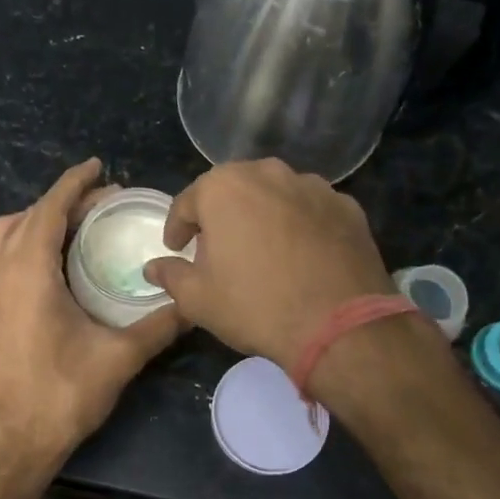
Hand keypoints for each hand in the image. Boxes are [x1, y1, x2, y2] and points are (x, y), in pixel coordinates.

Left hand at [0, 158, 183, 498]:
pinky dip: (17, 245)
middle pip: (25, 217)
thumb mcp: (119, 358)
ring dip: (33, 221)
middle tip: (98, 205)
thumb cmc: (60, 396)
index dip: (74, 183)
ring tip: (69, 229)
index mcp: (27, 271)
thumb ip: (159, 324)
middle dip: (60, 202)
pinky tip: (44, 268)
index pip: (49, 208)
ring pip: (0, 236)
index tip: (98, 167)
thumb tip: (194, 301)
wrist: (6, 444)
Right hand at [143, 159, 397, 370]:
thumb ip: (171, 275)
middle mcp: (268, 173)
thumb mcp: (197, 298)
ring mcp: (313, 186)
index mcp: (223, 187)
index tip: (176, 248)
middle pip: (233, 190)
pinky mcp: (347, 206)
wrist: (339, 326)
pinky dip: (299, 225)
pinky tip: (301, 255)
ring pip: (274, 195)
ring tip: (261, 250)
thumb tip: (153, 268)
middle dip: (220, 215)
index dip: (177, 228)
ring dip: (262, 215)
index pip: (187, 202)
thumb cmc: (255, 305)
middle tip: (216, 247)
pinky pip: (310, 210)